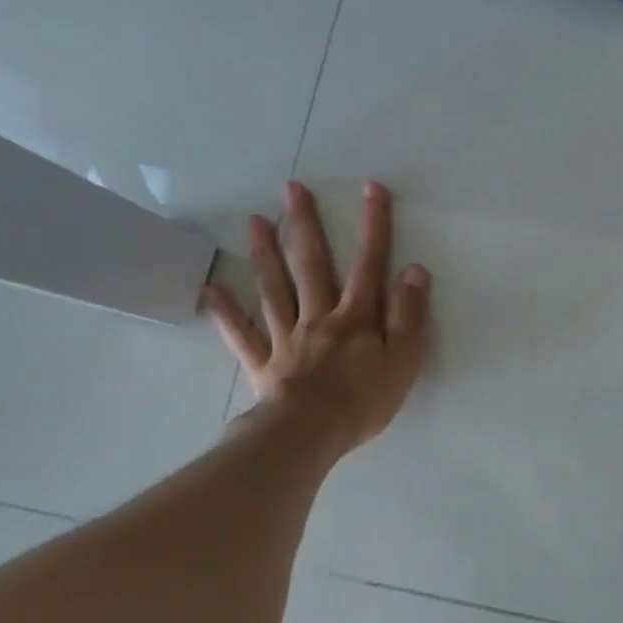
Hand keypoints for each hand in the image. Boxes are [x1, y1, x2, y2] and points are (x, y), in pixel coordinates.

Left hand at [202, 180, 431, 457]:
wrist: (310, 435)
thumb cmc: (363, 400)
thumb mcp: (404, 359)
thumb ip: (408, 314)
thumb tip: (413, 270)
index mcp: (355, 316)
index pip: (369, 264)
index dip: (374, 225)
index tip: (372, 188)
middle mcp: (318, 316)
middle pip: (311, 264)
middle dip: (304, 224)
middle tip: (292, 188)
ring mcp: (286, 337)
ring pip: (274, 288)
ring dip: (264, 252)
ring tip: (255, 220)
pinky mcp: (263, 362)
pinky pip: (241, 334)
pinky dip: (225, 312)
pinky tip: (209, 289)